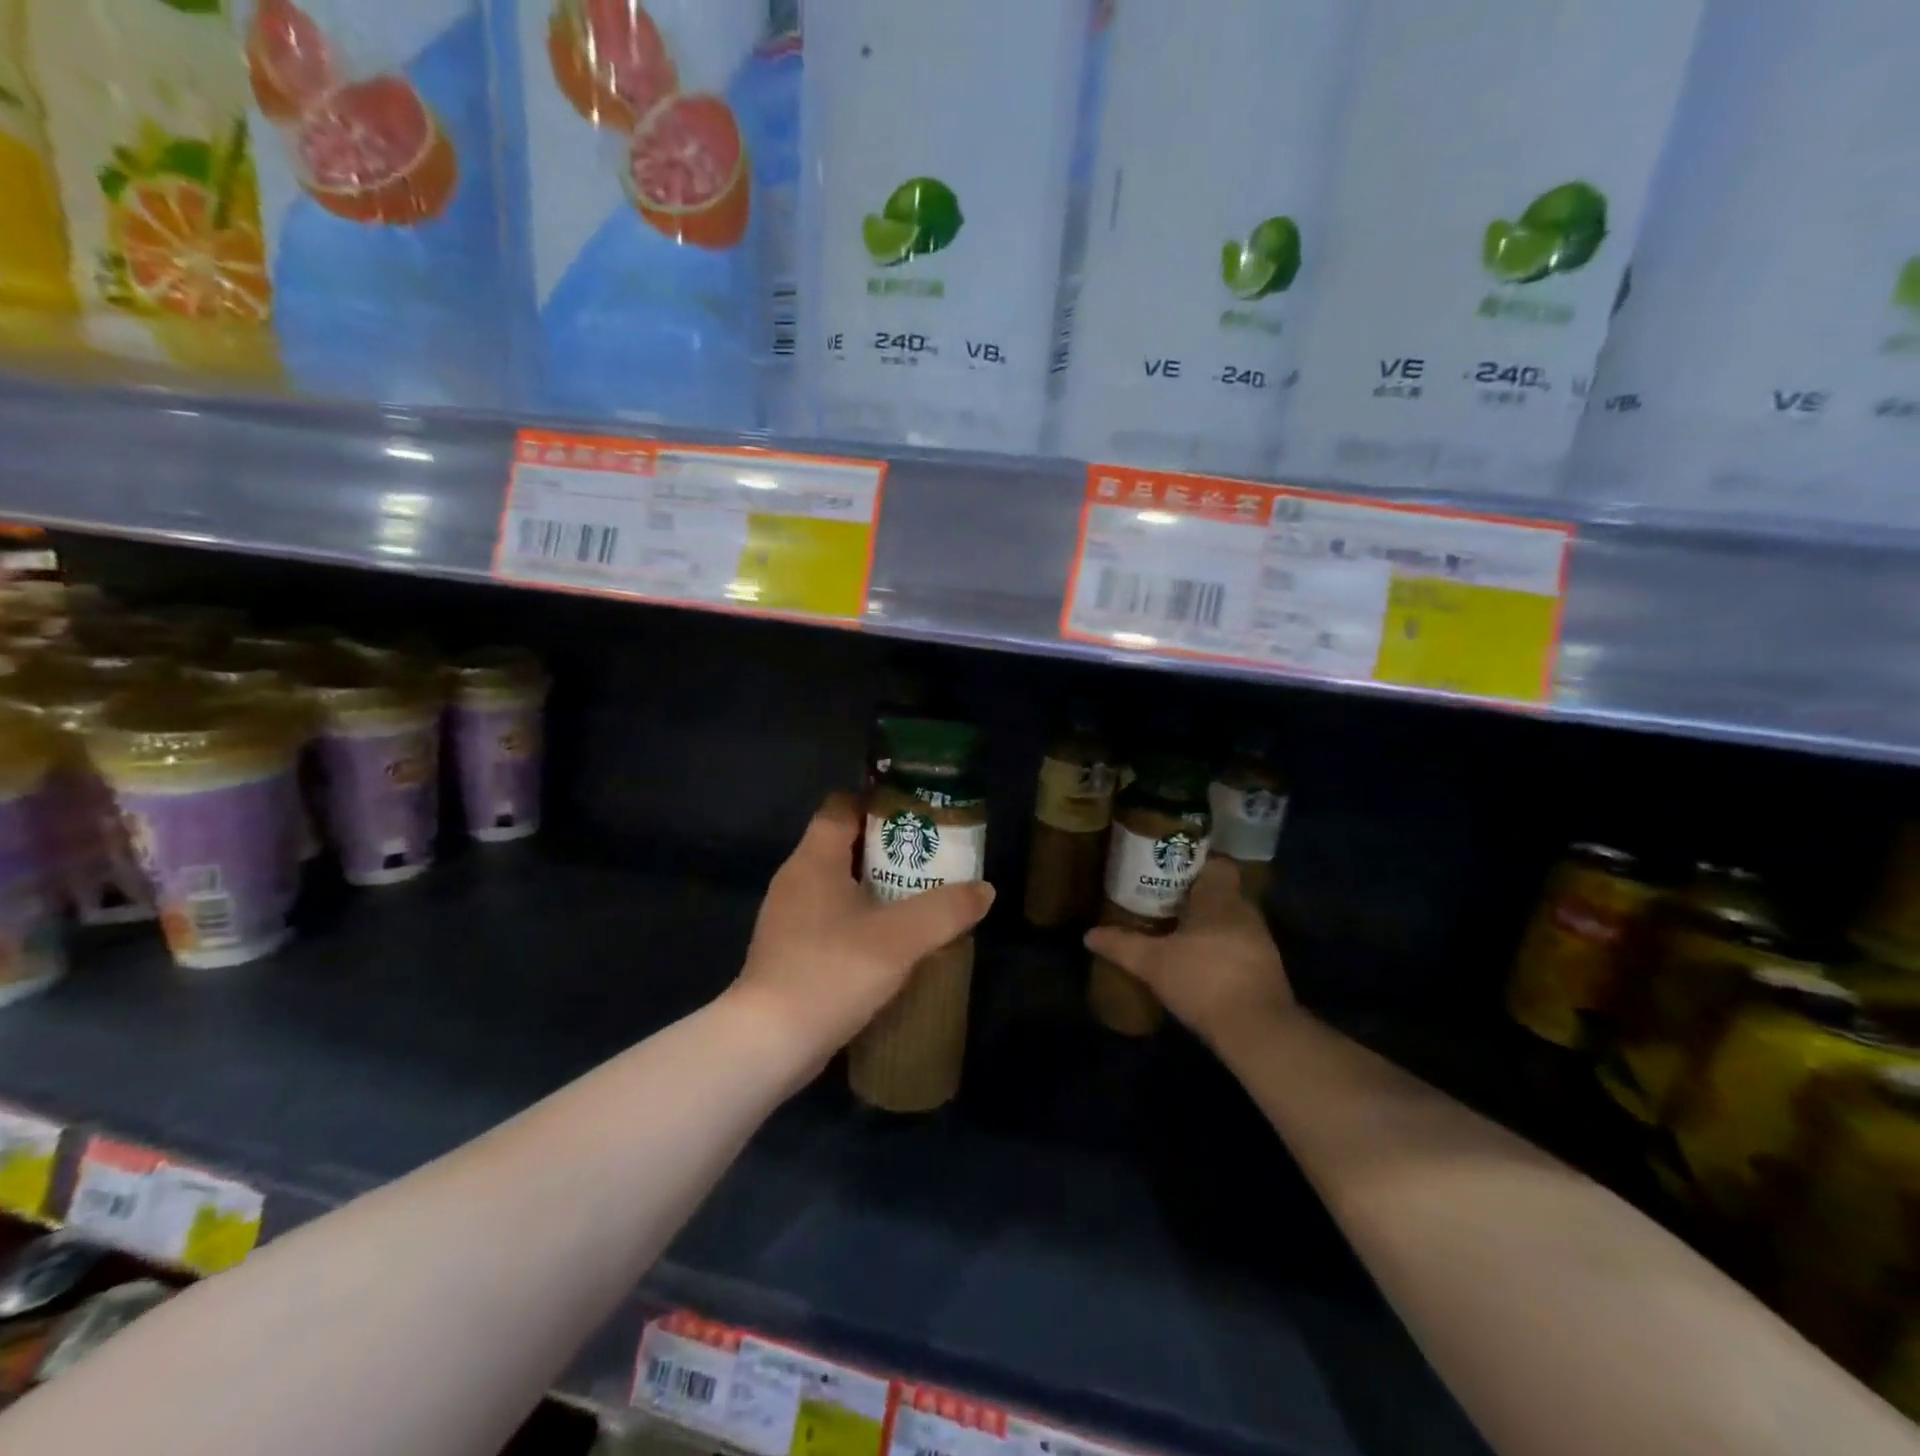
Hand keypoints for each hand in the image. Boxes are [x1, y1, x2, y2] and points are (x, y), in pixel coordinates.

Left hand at [730, 792, 994, 1067]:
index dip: (878, 803)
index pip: (841, 806)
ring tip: (917, 899)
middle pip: (843, 844)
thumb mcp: (900, 938)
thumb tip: (984, 891)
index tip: (916, 815)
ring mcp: (788, 918)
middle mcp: (796, 879)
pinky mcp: (789, 951)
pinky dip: (860, 920)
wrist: (768, 1042)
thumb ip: (945, 910)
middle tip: (929, 859)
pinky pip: (830, 919)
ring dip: (876, 888)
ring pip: (838, 885)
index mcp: (814, 860)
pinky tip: (889, 943)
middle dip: (887, 848)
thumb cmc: (831, 971)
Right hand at [1084, 857, 1292, 1046]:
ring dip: (1208, 926)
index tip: (1169, 872)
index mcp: (1220, 898)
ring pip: (1230, 921)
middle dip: (1194, 898)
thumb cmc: (1203, 979)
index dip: (1194, 865)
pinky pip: (1239, 947)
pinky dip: (1221, 950)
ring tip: (1176, 934)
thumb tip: (1088, 935)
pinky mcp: (1267, 970)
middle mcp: (1245, 912)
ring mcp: (1261, 942)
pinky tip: (1198, 965)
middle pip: (1220, 893)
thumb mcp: (1152, 963)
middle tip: (1163, 903)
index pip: (1216, 864)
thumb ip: (1121, 945)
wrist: (1257, 1030)